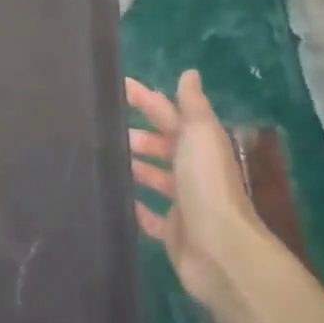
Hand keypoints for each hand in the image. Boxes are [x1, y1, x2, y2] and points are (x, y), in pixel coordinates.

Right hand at [127, 71, 274, 309]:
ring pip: (155, 177)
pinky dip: (136, 206)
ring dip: (136, 166)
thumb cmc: (207, 185)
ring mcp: (183, 202)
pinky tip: (116, 198)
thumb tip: (190, 72)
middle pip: (163, 145)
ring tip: (104, 159)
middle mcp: (194, 170)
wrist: (220, 250)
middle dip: (138, 135)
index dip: (145, 99)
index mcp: (200, 144)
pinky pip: (149, 215)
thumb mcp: (200, 135)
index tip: (116, 88)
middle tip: (103, 128)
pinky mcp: (172, 231)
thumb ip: (192, 105)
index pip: (169, 113)